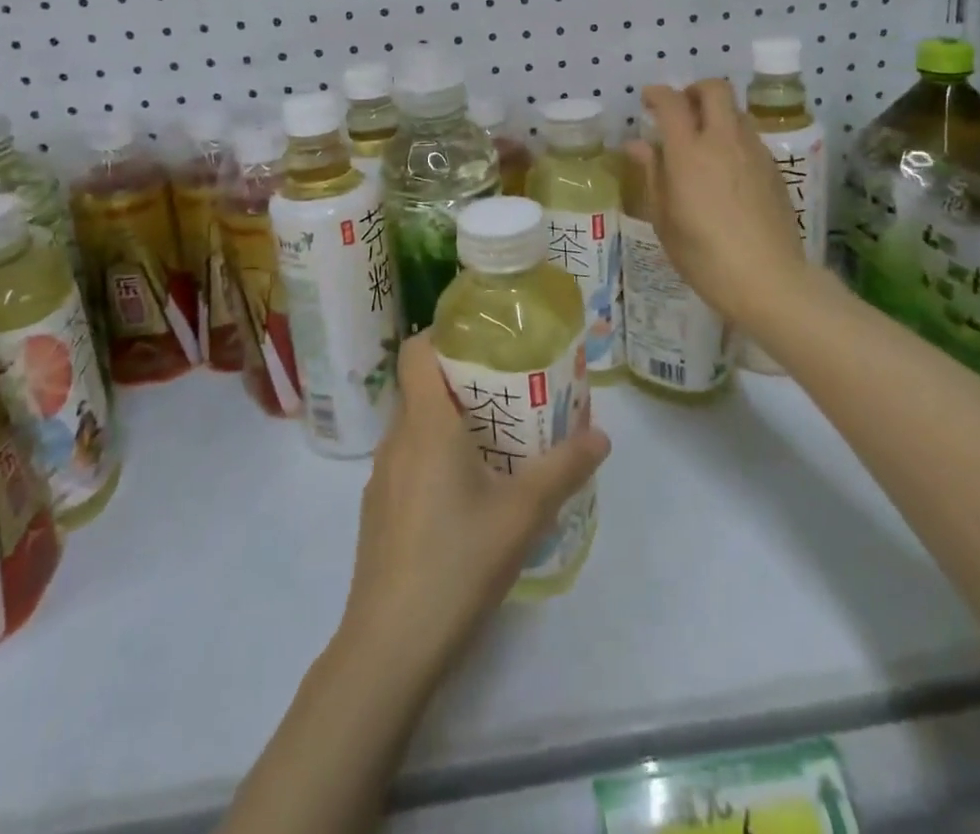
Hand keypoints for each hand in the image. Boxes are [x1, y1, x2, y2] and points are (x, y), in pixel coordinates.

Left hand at [339, 333, 610, 679]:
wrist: (390, 647)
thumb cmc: (458, 561)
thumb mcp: (523, 513)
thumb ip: (564, 468)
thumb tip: (601, 435)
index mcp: (425, 424)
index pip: (415, 352)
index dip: (442, 334)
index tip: (482, 338)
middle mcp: (396, 440)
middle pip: (421, 387)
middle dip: (462, 381)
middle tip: (509, 389)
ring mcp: (381, 478)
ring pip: (415, 428)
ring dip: (450, 423)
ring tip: (497, 439)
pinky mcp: (378, 512)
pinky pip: (409, 462)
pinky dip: (435, 457)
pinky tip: (468, 495)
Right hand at [628, 79, 812, 328]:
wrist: (768, 278)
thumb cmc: (704, 255)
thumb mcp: (664, 219)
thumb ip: (652, 174)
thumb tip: (637, 144)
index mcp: (689, 153)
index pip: (672, 103)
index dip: (657, 94)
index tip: (647, 100)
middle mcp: (723, 141)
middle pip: (715, 90)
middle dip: (694, 90)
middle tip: (681, 109)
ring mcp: (754, 152)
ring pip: (736, 112)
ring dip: (717, 114)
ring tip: (703, 140)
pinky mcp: (774, 168)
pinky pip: (750, 137)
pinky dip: (733, 137)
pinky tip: (725, 168)